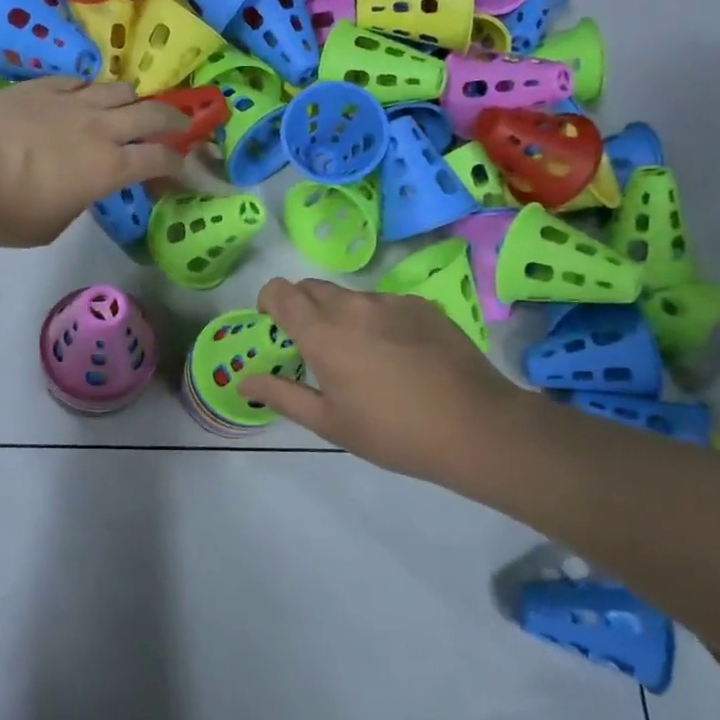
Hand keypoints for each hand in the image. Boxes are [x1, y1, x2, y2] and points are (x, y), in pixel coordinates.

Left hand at [0, 78, 188, 246]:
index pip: (160, 159)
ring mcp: (70, 101)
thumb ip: (78, 201)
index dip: (179, 165)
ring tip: (127, 110)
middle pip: (152, 114)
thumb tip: (80, 187)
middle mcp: (99, 128)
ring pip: (118, 88)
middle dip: (173, 121)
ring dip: (131, 101)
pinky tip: (81, 98)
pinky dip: (90, 91)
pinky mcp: (40, 85)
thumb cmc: (4, 212)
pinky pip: (78, 80)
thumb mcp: (52, 225)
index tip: (183, 170)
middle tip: (179, 128)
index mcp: (108, 168)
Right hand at [239, 277, 526, 485]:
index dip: (268, 302)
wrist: (475, 426)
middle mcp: (352, 305)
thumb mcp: (329, 423)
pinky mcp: (422, 305)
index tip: (273, 326)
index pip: (279, 291)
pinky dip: (377, 320)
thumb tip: (244, 379)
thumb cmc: (392, 432)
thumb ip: (281, 395)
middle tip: (314, 348)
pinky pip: (384, 303)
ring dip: (341, 316)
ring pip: (350, 296)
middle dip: (302, 309)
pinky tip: (399, 356)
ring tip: (363, 358)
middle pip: (311, 288)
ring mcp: (390, 301)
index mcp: (321, 332)